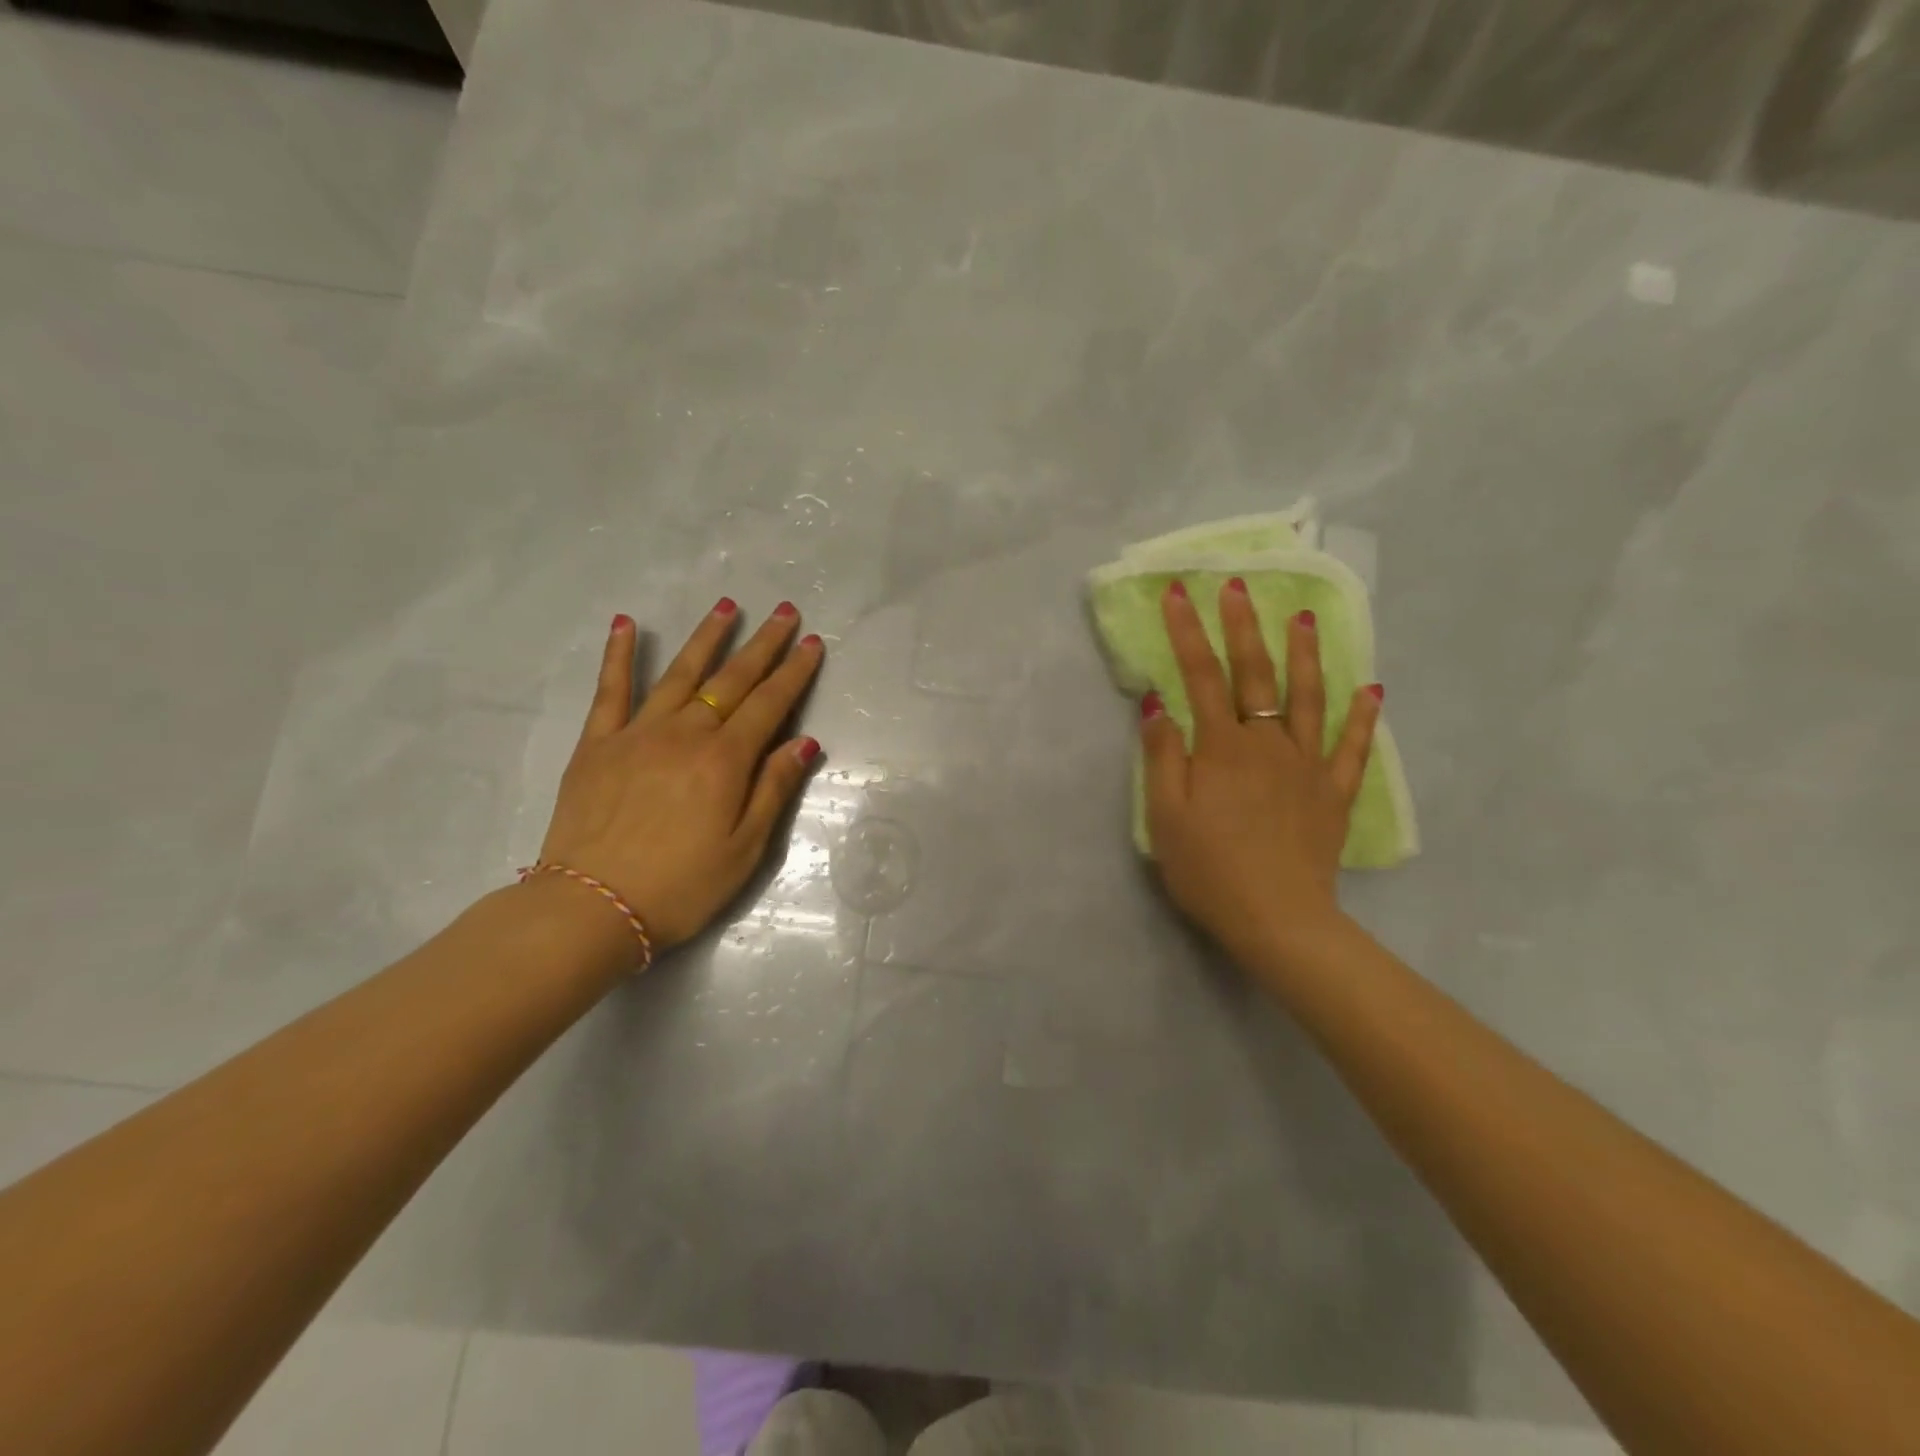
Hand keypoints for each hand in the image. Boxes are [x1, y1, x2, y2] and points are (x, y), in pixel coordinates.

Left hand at [538, 599, 823, 951]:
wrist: (591, 907)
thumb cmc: (681, 886)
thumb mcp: (745, 849)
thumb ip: (774, 789)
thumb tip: (804, 742)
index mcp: (725, 760)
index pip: (770, 704)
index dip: (794, 672)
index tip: (812, 642)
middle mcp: (685, 734)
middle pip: (732, 679)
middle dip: (762, 644)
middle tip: (783, 611)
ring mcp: (637, 733)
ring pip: (680, 673)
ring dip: (706, 637)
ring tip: (727, 606)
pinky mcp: (597, 744)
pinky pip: (610, 690)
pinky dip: (619, 655)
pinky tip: (627, 624)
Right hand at [1141, 578, 1380, 967]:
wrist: (1278, 920)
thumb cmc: (1209, 870)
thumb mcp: (1165, 816)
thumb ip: (1162, 754)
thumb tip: (1158, 700)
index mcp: (1222, 747)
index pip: (1201, 675)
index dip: (1187, 631)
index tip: (1178, 592)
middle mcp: (1268, 743)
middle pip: (1255, 674)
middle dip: (1242, 625)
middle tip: (1238, 585)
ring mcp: (1307, 766)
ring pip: (1308, 698)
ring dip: (1304, 655)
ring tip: (1303, 618)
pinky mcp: (1333, 794)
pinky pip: (1351, 749)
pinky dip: (1361, 719)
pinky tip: (1371, 692)